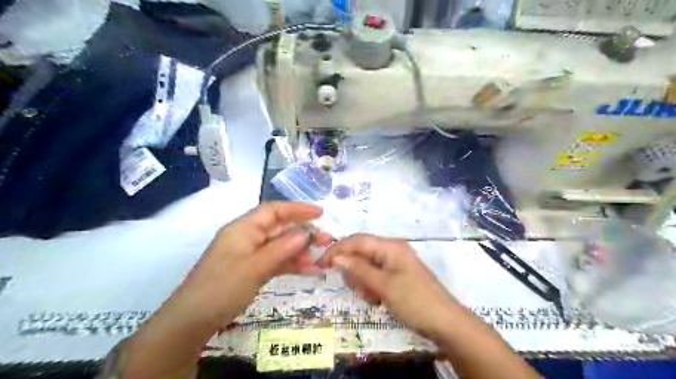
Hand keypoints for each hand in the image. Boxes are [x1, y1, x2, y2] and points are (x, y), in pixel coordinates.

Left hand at [167, 202, 332, 328]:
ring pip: (280, 246)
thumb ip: (282, 248)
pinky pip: (276, 262)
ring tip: (322, 258)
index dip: (297, 209)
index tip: (320, 213)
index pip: (274, 210)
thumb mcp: (254, 267)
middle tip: (327, 239)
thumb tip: (306, 232)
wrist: (192, 321)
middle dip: (304, 232)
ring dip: (301, 251)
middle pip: (280, 228)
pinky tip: (310, 270)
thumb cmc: (221, 288)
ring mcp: (250, 254)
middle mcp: (247, 237)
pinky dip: (292, 265)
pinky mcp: (252, 269)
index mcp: (243, 228)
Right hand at [320, 234, 456, 336]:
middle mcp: (392, 250)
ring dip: (363, 281)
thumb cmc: (415, 301)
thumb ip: (359, 269)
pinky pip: (376, 276)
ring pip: (367, 266)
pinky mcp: (397, 275)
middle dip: (354, 270)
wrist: (446, 323)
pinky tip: (378, 300)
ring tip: (372, 297)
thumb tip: (337, 257)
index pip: (357, 240)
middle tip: (358, 289)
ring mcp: (395, 263)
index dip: (337, 249)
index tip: (320, 264)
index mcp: (390, 246)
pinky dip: (372, 286)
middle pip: (361, 253)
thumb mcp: (384, 286)